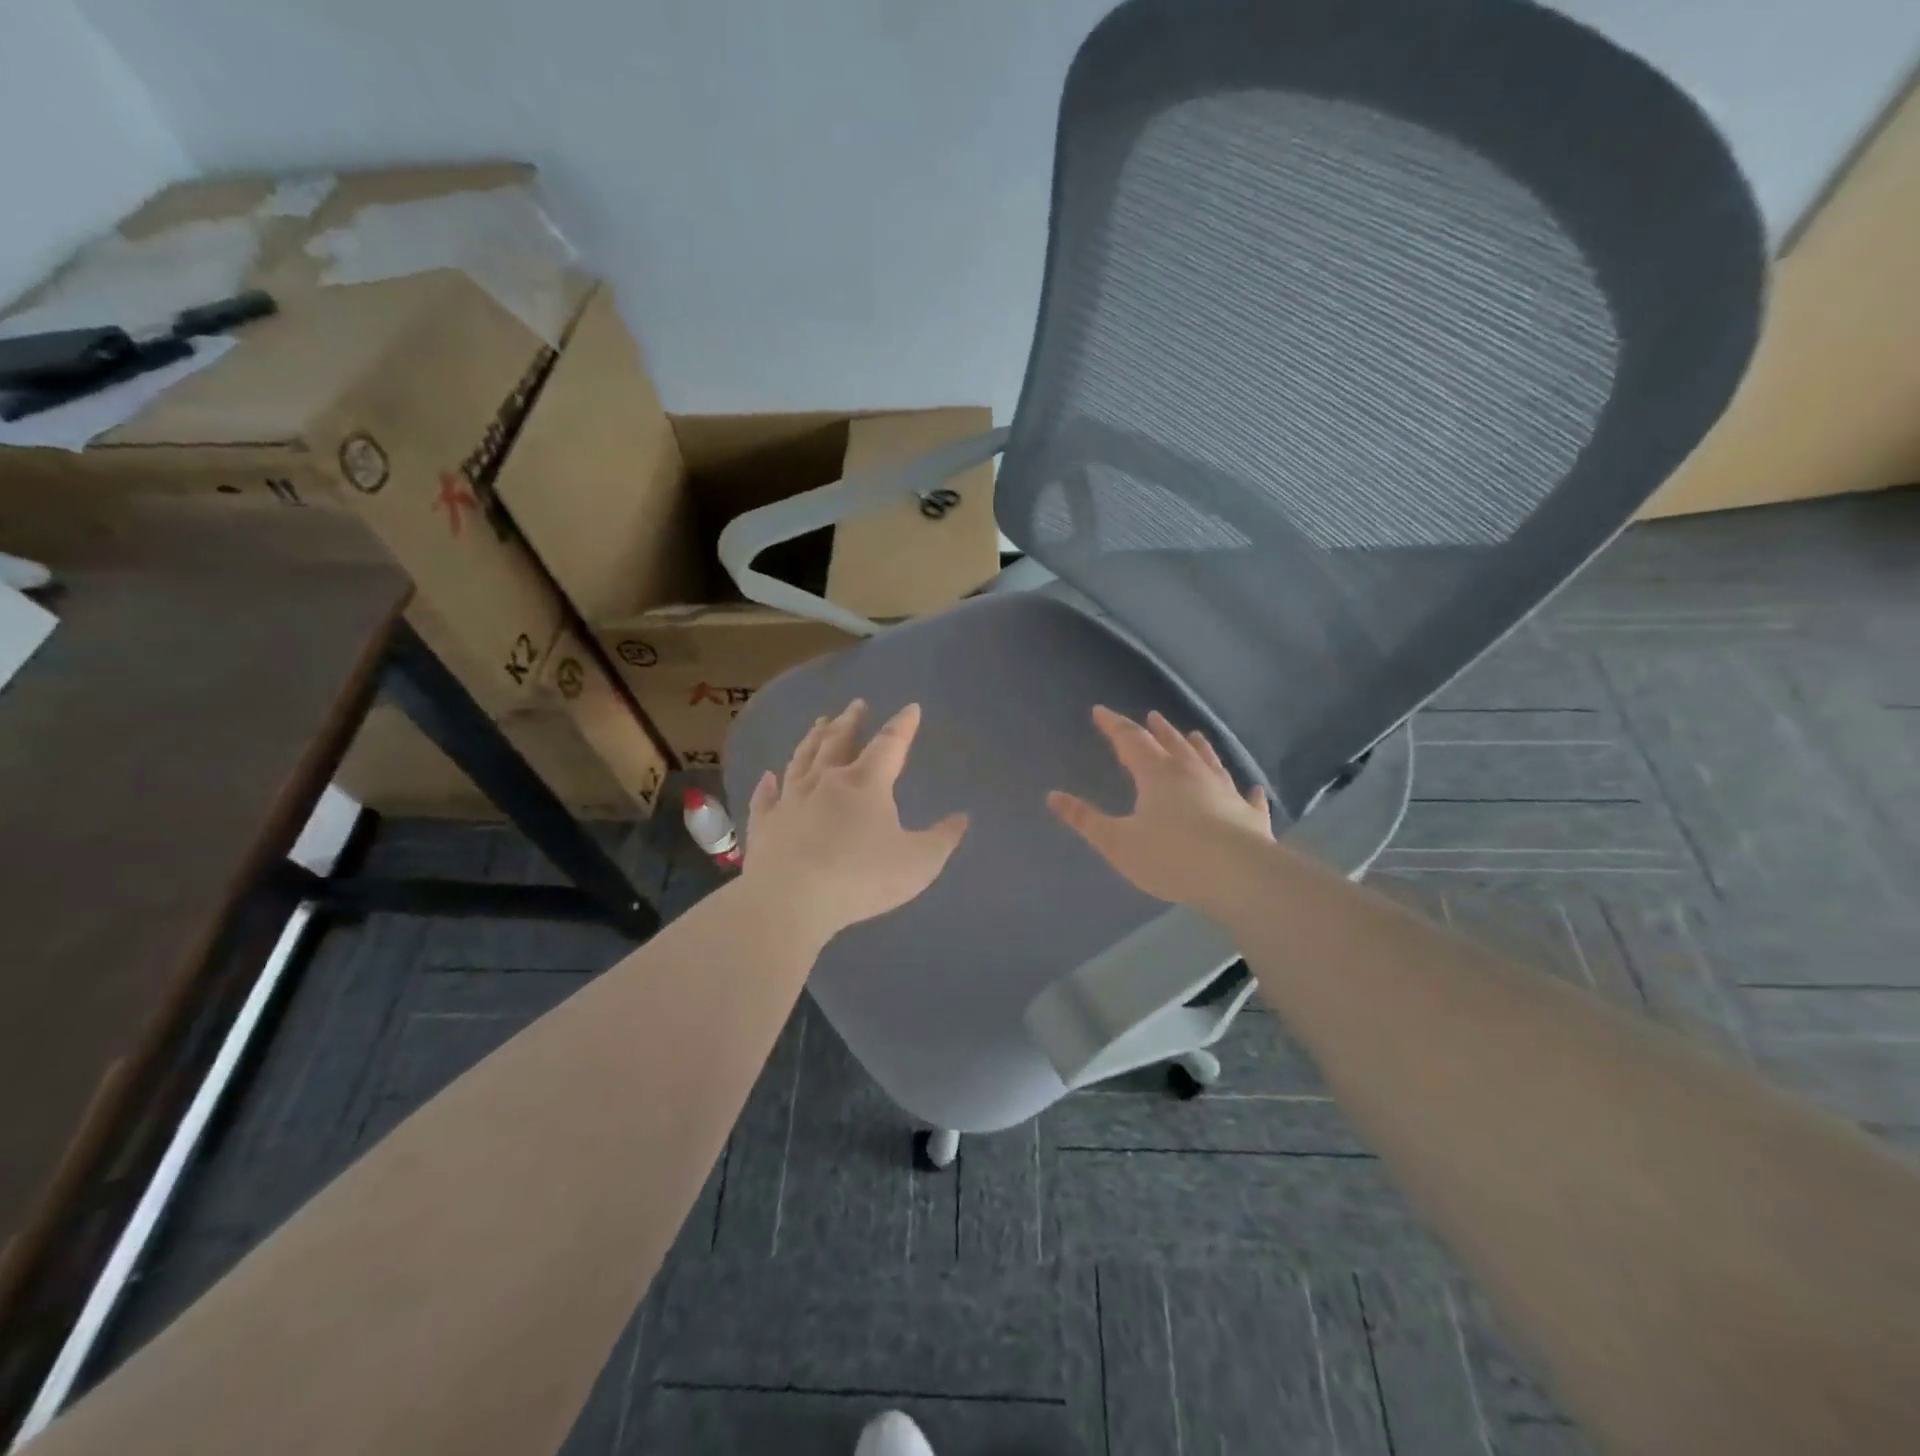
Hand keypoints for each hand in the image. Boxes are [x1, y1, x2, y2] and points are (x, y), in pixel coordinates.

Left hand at [743, 700, 968, 942]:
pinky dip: (768, 785)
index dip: (903, 725)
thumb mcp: (919, 863)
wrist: (791, 900)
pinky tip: (768, 776)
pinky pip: (766, 798)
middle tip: (855, 705)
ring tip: (819, 723)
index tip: (911, 708)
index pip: (889, 744)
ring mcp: (790, 800)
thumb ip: (942, 839)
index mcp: (866, 784)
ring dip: (813, 739)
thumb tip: (962, 817)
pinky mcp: (764, 824)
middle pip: (838, 741)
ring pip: (802, 759)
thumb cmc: (861, 878)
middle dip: (850, 721)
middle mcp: (826, 781)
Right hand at [1048, 706, 1273, 910]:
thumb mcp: (1117, 843)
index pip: (1131, 739)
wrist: (1239, 876)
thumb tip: (1054, 796)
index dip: (1114, 725)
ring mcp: (1226, 792)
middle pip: (1173, 743)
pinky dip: (1247, 791)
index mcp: (1157, 774)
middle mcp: (1192, 774)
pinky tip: (1253, 789)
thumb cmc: (1171, 857)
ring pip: (1210, 761)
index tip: (1100, 711)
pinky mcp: (1251, 816)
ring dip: (1199, 747)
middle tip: (1152, 716)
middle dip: (1158, 730)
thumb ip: (1086, 819)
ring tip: (1194, 735)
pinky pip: (1248, 798)